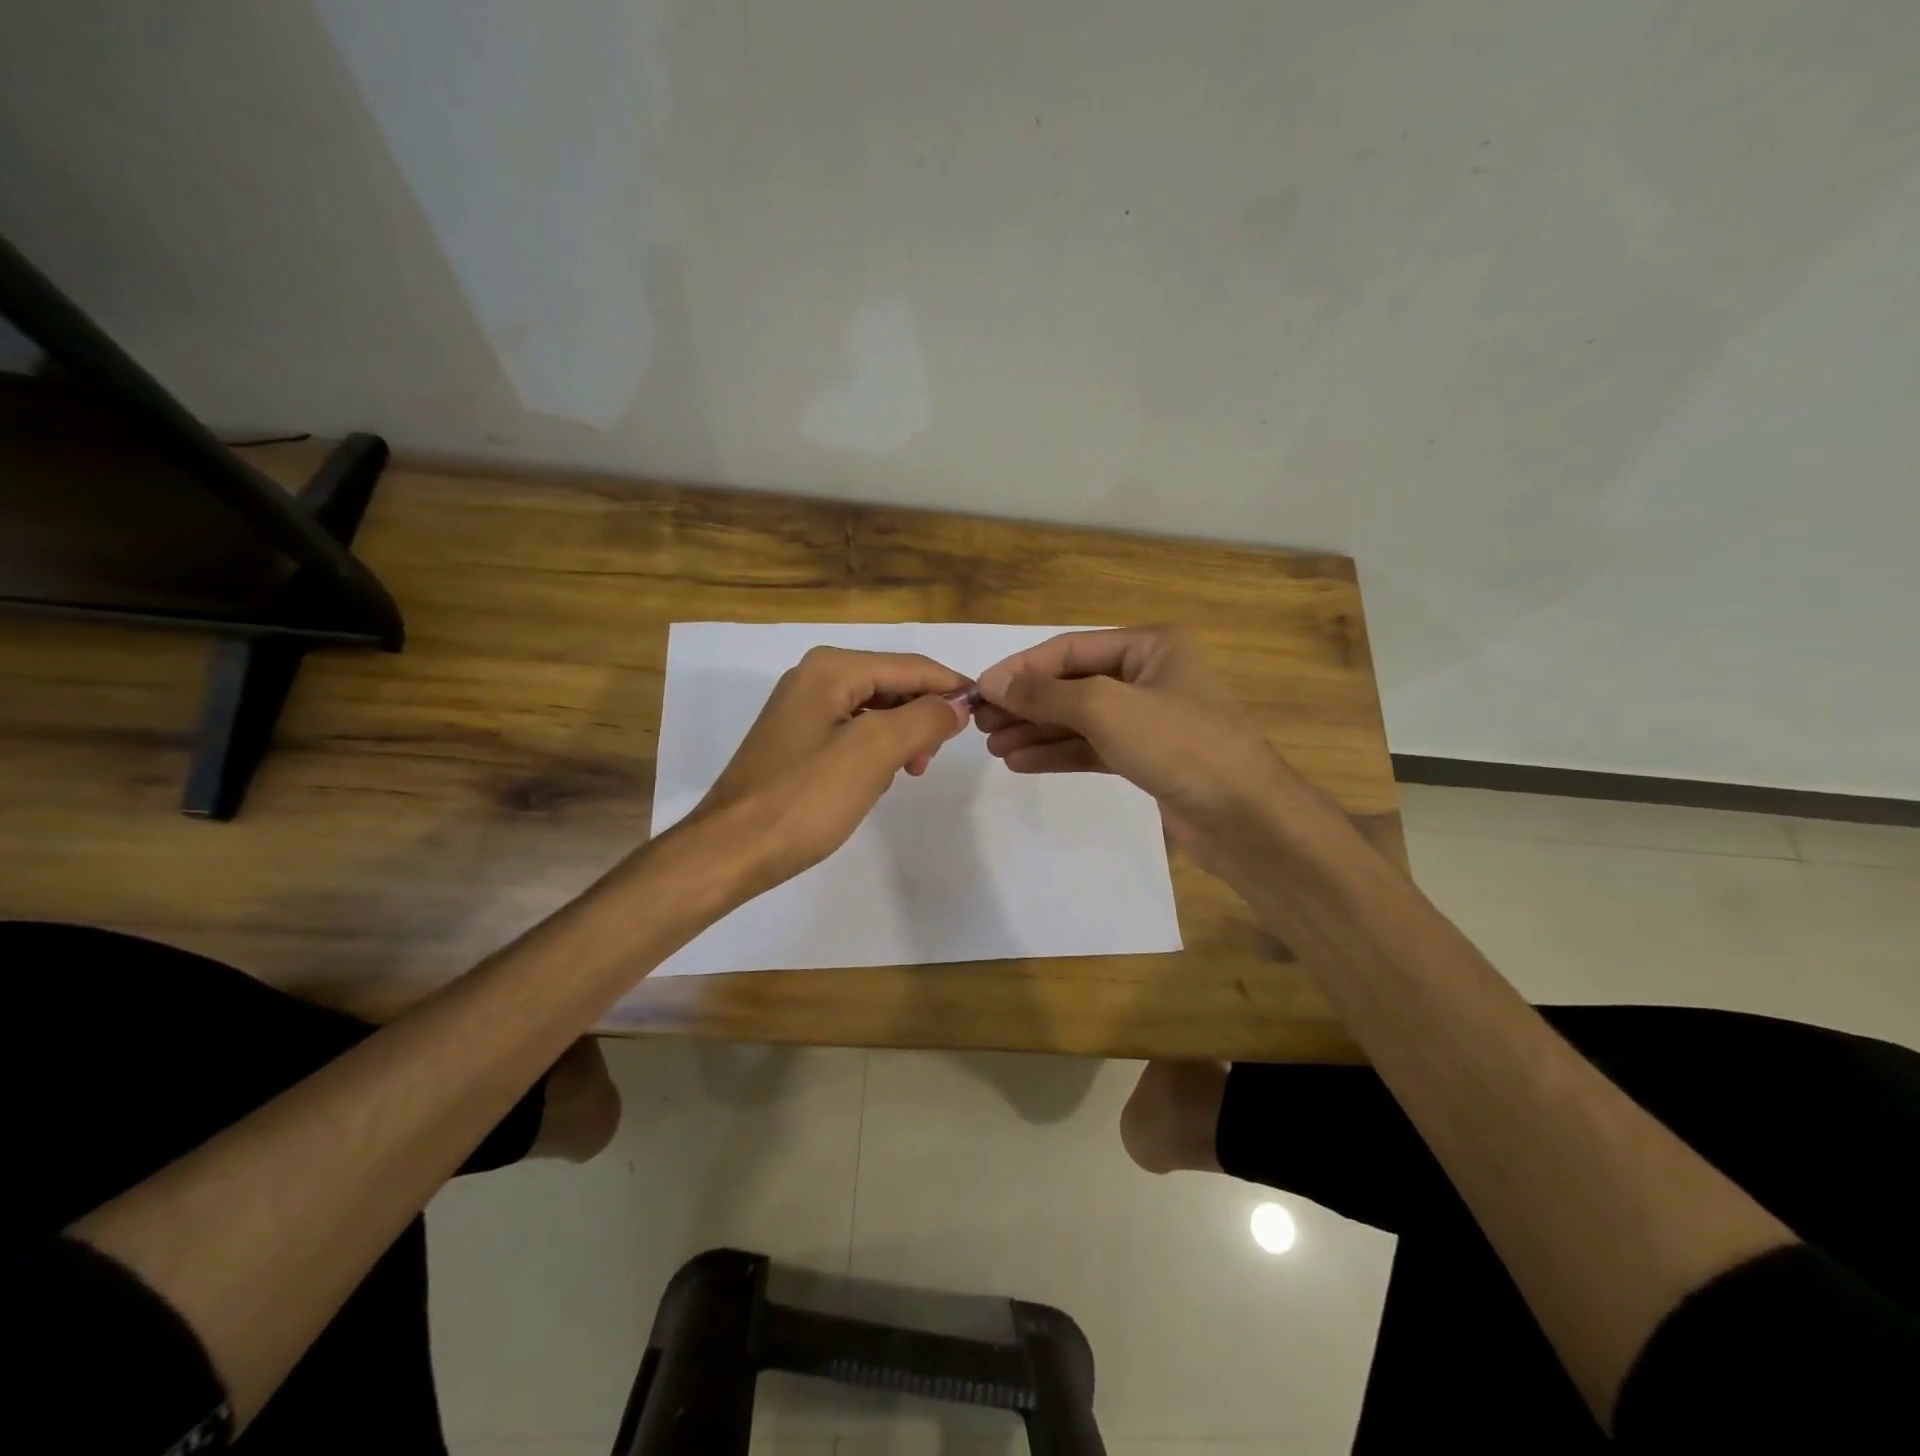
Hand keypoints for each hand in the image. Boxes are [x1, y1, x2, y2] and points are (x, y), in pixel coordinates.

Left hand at [679, 646, 970, 900]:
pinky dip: (877, 749)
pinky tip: (879, 778)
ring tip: (910, 772)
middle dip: (923, 715)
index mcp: (832, 668)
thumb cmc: (805, 798)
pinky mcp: (797, 739)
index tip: (985, 713)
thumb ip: (924, 719)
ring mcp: (802, 708)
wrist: (732, 849)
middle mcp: (815, 676)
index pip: (910, 666)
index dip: (951, 686)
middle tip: (934, 757)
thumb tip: (955, 705)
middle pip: (892, 684)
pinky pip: (854, 731)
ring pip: (875, 709)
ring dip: (902, 735)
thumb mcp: (874, 752)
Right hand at [971, 626, 1314, 874]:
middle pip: (1074, 683)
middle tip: (980, 722)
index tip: (980, 689)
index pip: (1071, 648)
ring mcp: (1149, 719)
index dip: (1023, 668)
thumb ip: (1047, 693)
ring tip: (992, 745)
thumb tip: (995, 684)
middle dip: (1027, 702)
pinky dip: (1058, 753)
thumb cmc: (1179, 744)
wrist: (1243, 817)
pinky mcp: (1147, 758)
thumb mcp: (1106, 707)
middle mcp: (1150, 675)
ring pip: (1080, 718)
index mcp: (1152, 645)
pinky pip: (1092, 747)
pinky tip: (1021, 761)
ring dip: (1036, 730)